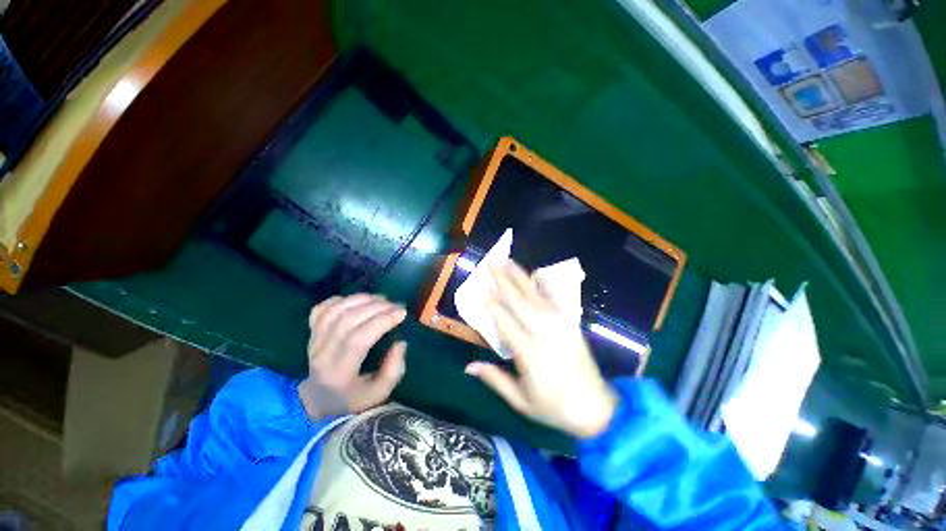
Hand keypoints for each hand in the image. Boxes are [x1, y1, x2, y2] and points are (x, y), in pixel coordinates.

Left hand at [297, 294, 407, 419]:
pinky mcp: (311, 333)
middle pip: (347, 320)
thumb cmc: (352, 398)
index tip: (402, 313)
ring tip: (381, 299)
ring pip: (335, 311)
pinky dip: (340, 300)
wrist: (318, 400)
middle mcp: (322, 354)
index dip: (382, 321)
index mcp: (339, 373)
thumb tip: (400, 343)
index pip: (359, 339)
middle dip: (376, 307)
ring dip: (361, 299)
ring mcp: (313, 341)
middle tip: (396, 305)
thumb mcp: (378, 394)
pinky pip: (321, 309)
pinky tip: (357, 301)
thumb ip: (393, 370)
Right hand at [465, 262, 616, 438]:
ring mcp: (560, 325)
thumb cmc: (554, 407)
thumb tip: (468, 366)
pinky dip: (547, 285)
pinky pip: (558, 299)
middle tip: (490, 264)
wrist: (596, 409)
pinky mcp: (571, 323)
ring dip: (520, 277)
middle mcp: (543, 332)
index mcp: (529, 352)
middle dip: (503, 281)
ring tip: (508, 261)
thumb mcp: (521, 401)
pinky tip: (539, 273)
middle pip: (519, 301)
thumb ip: (495, 380)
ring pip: (535, 295)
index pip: (505, 321)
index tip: (481, 288)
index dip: (492, 303)